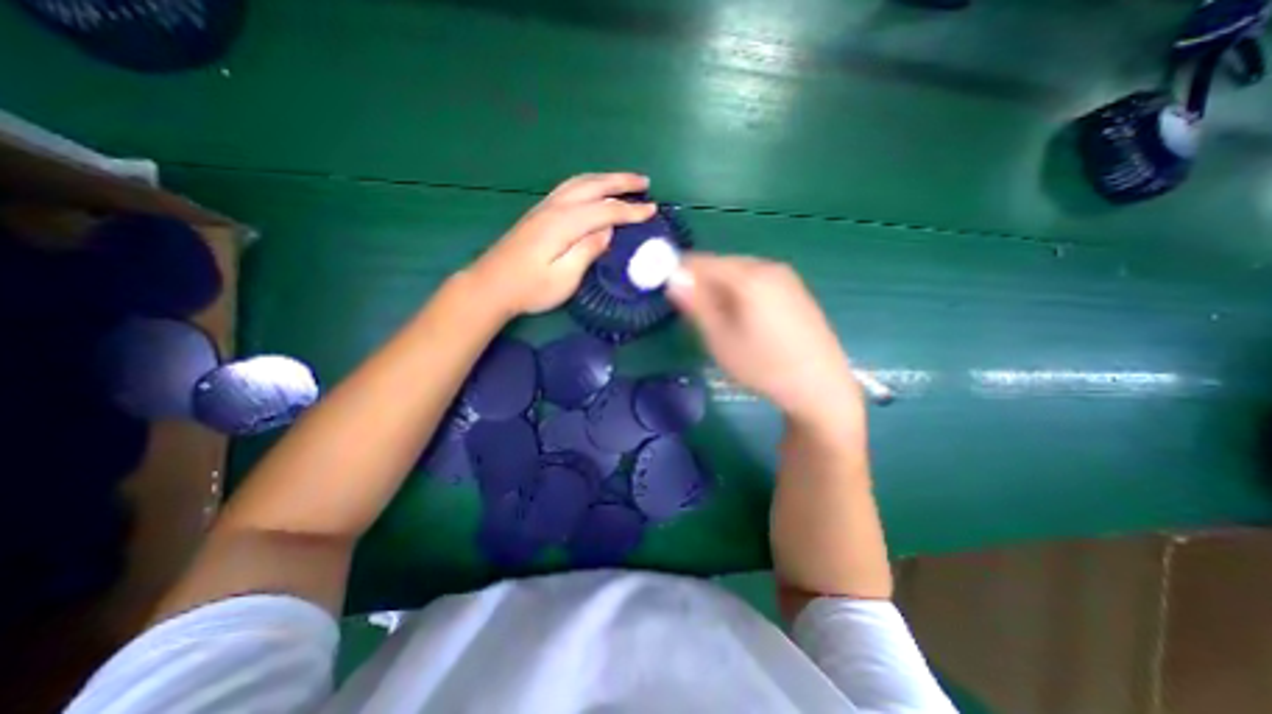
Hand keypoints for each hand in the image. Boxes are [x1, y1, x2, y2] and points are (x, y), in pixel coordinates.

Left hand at [471, 171, 660, 314]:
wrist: (490, 286)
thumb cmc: (529, 288)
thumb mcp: (564, 278)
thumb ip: (587, 251)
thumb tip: (607, 231)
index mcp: (564, 223)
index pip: (605, 210)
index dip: (630, 210)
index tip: (653, 210)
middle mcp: (554, 208)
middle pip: (592, 186)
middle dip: (621, 182)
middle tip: (644, 182)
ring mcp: (544, 208)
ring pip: (579, 183)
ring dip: (605, 179)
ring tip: (624, 182)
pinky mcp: (538, 214)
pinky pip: (569, 189)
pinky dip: (588, 184)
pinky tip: (594, 190)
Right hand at [666, 254, 863, 424]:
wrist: (821, 387)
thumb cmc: (763, 366)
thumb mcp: (720, 339)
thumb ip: (695, 304)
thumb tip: (672, 277)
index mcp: (748, 276)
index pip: (701, 261)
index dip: (679, 272)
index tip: (667, 293)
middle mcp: (768, 267)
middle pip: (721, 264)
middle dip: (701, 283)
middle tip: (694, 313)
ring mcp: (786, 277)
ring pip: (739, 273)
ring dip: (720, 290)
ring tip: (720, 321)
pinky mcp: (796, 290)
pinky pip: (757, 281)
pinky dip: (741, 293)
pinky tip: (746, 320)